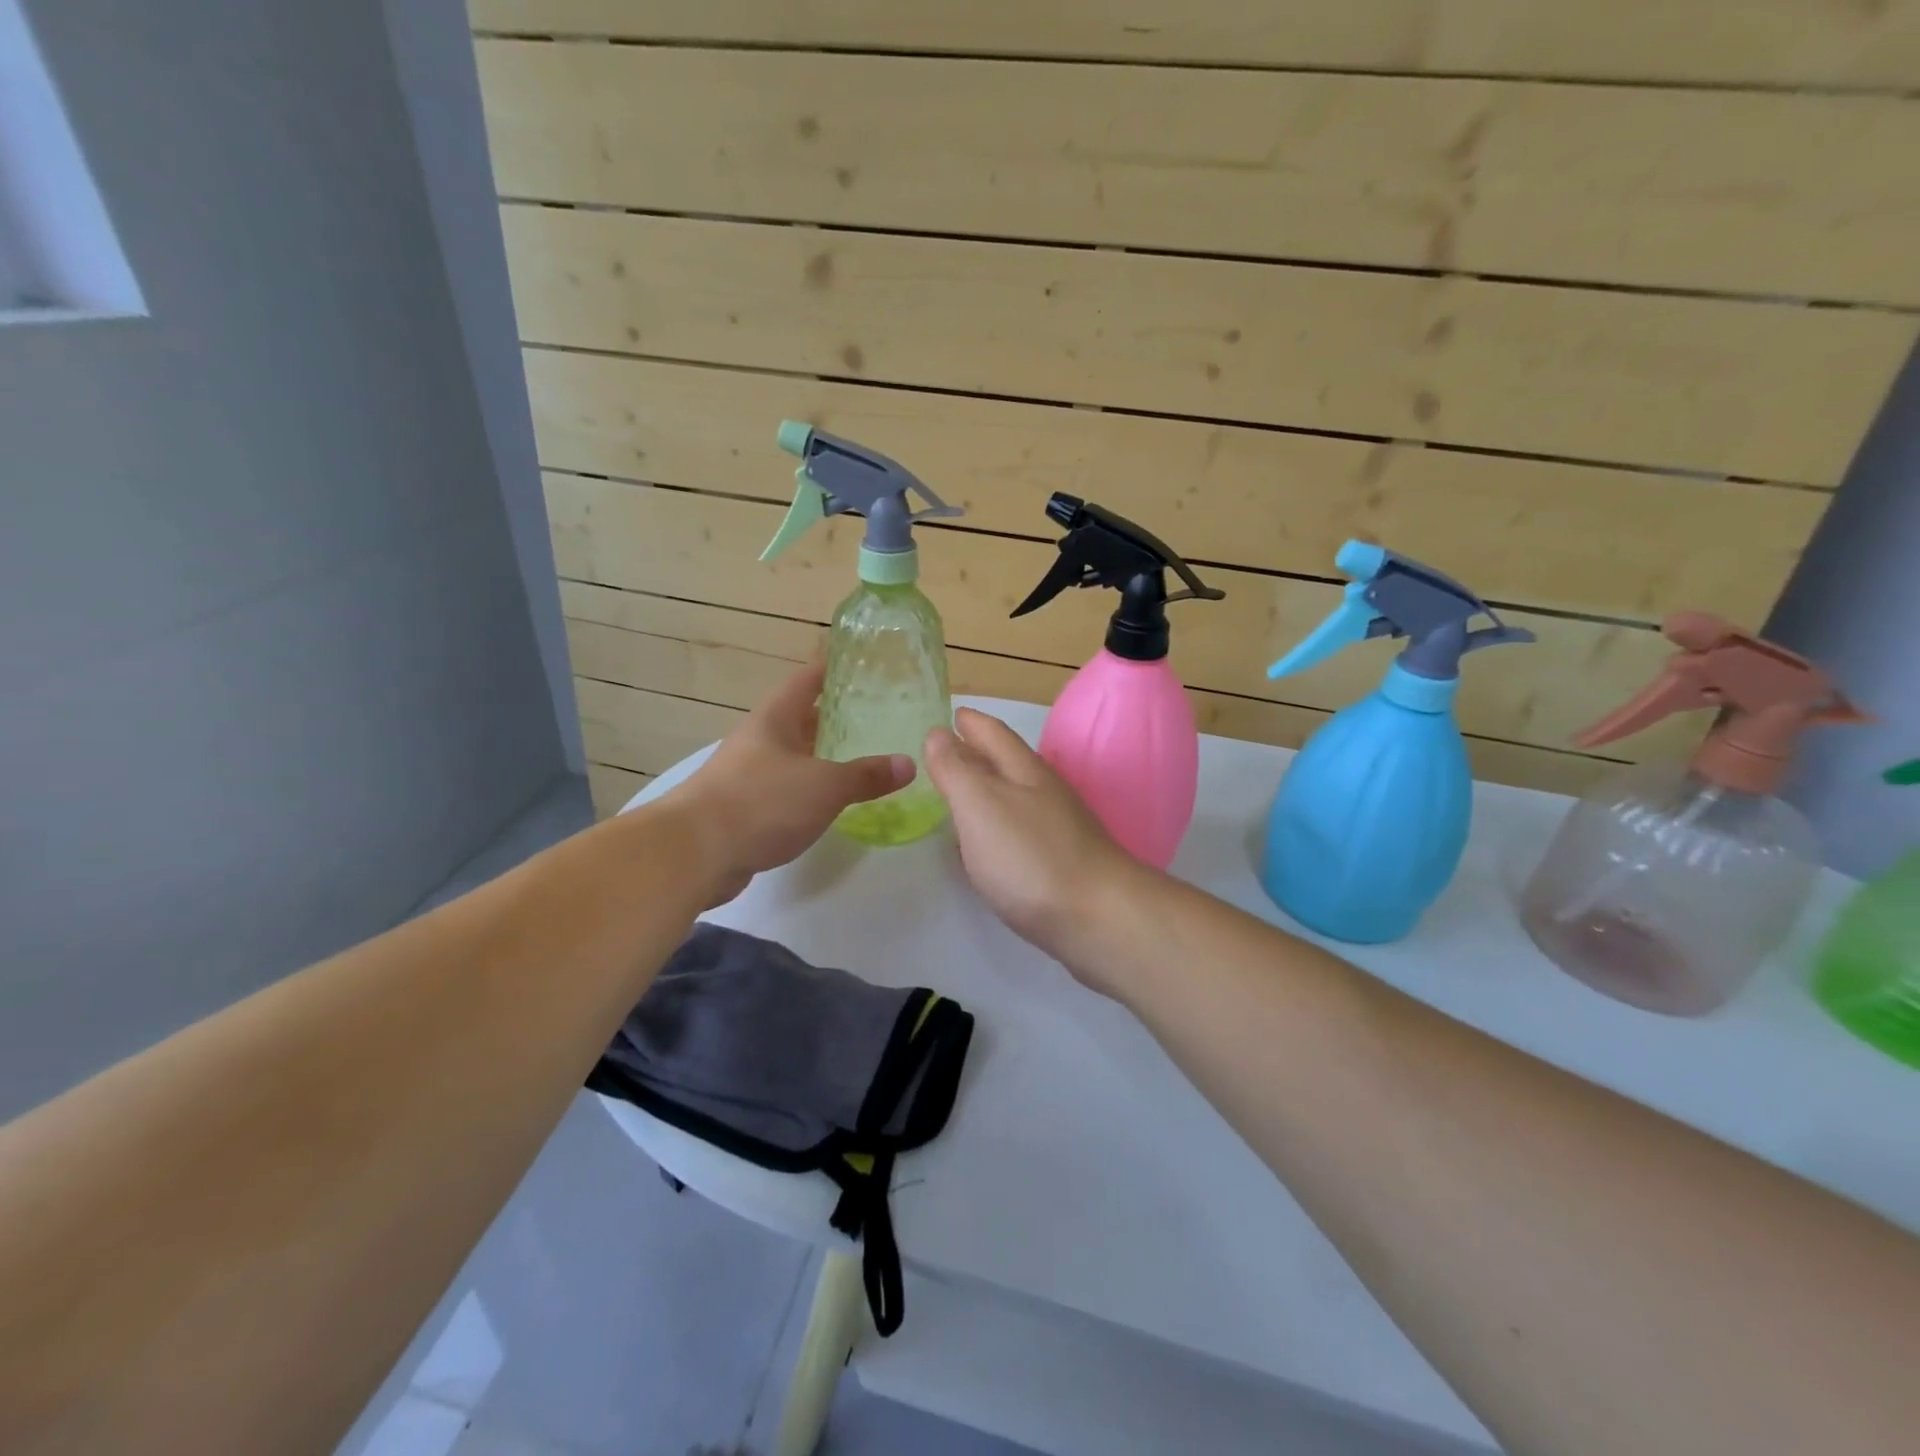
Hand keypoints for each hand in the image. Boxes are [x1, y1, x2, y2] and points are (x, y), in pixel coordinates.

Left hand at [669, 663, 914, 901]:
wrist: (695, 852)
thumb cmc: (762, 802)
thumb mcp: (824, 785)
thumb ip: (866, 775)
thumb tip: (909, 763)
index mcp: (775, 719)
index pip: (807, 680)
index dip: (833, 669)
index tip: (863, 665)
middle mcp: (760, 739)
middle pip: (801, 718)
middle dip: (834, 716)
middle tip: (875, 715)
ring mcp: (749, 774)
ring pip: (794, 755)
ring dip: (822, 755)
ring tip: (862, 757)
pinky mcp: (745, 808)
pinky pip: (785, 788)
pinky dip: (809, 789)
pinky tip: (831, 801)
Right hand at [923, 707, 1141, 968]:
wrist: (1099, 920)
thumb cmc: (1031, 857)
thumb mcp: (980, 805)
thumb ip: (956, 770)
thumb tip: (939, 733)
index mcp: (1024, 771)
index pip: (992, 733)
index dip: (969, 721)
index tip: (949, 713)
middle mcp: (1044, 793)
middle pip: (1006, 763)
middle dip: (976, 753)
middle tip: (943, 752)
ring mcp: (1057, 829)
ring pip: (1014, 797)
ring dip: (986, 790)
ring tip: (957, 794)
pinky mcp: (1061, 863)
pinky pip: (1019, 832)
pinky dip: (996, 827)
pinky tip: (985, 845)